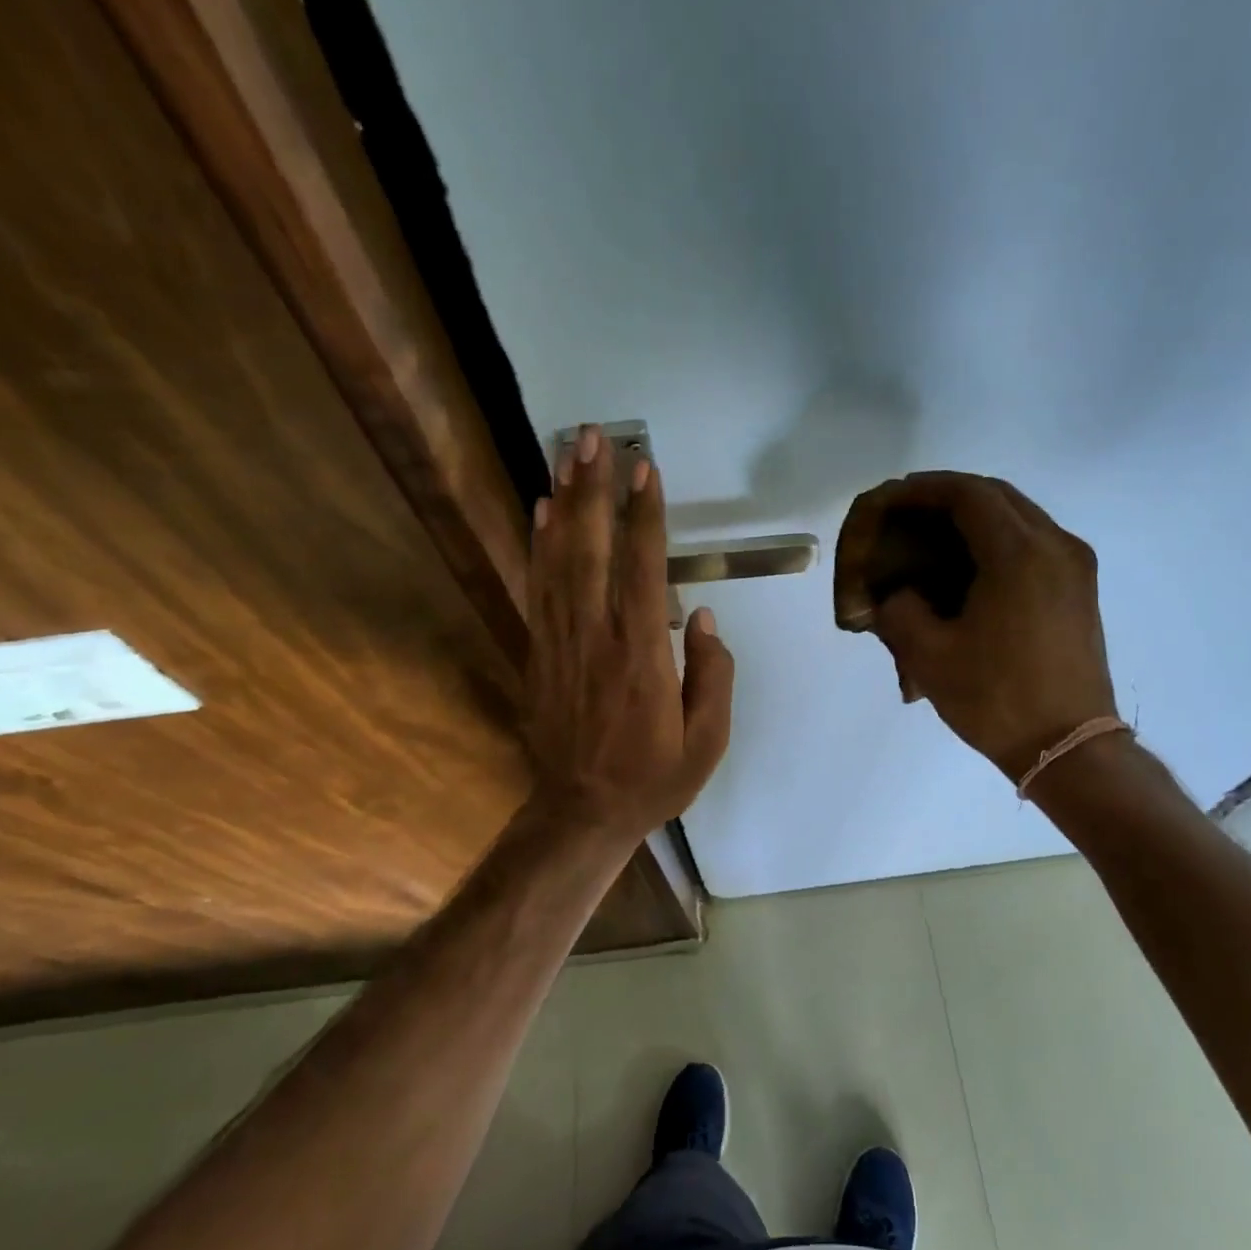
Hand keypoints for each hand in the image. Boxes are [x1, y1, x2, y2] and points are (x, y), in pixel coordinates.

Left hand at [526, 426, 734, 846]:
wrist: (580, 813)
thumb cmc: (652, 779)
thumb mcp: (707, 741)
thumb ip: (713, 676)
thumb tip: (703, 617)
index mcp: (642, 654)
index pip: (643, 568)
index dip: (644, 514)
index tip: (644, 468)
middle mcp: (596, 635)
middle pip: (591, 548)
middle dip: (592, 488)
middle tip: (592, 437)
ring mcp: (560, 641)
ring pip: (558, 559)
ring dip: (563, 502)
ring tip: (566, 454)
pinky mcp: (540, 651)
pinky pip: (537, 587)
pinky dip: (537, 544)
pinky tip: (539, 512)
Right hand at [834, 471, 1116, 779]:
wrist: (1068, 747)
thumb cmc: (996, 699)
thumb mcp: (928, 656)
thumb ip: (900, 610)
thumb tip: (897, 594)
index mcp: (1019, 554)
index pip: (967, 494)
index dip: (924, 488)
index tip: (891, 497)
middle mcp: (1055, 545)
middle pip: (997, 495)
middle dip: (948, 496)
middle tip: (907, 513)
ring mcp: (1075, 566)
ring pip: (1019, 515)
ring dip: (974, 516)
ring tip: (932, 536)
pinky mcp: (1079, 588)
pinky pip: (1033, 541)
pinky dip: (996, 538)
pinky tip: (968, 565)